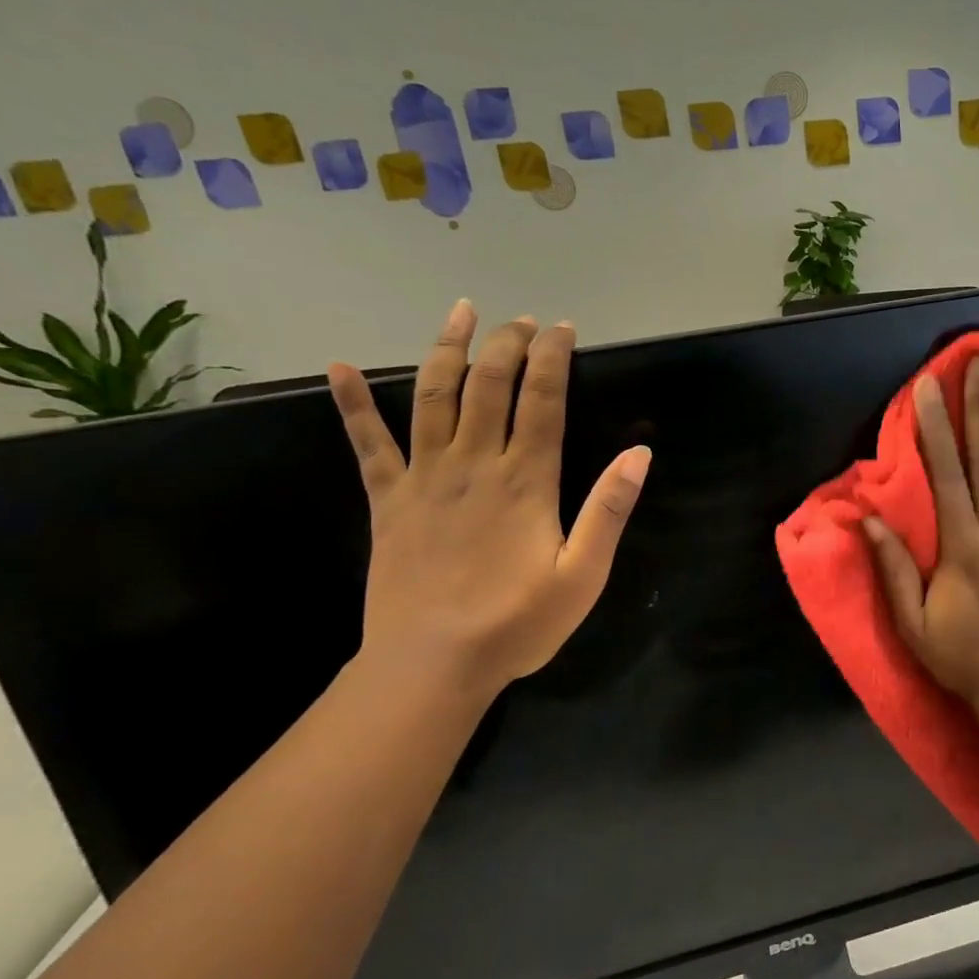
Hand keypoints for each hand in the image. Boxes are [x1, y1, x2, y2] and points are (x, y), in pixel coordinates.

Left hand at [328, 300, 650, 698]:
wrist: (432, 665)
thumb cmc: (517, 624)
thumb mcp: (583, 575)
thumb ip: (609, 511)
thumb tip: (639, 454)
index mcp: (525, 481)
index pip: (542, 402)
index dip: (552, 359)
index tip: (562, 329)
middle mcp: (473, 465)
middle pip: (489, 386)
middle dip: (507, 344)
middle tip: (521, 320)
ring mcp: (424, 479)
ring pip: (433, 397)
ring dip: (447, 350)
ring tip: (461, 313)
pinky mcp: (387, 501)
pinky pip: (367, 444)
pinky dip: (352, 404)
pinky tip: (339, 367)